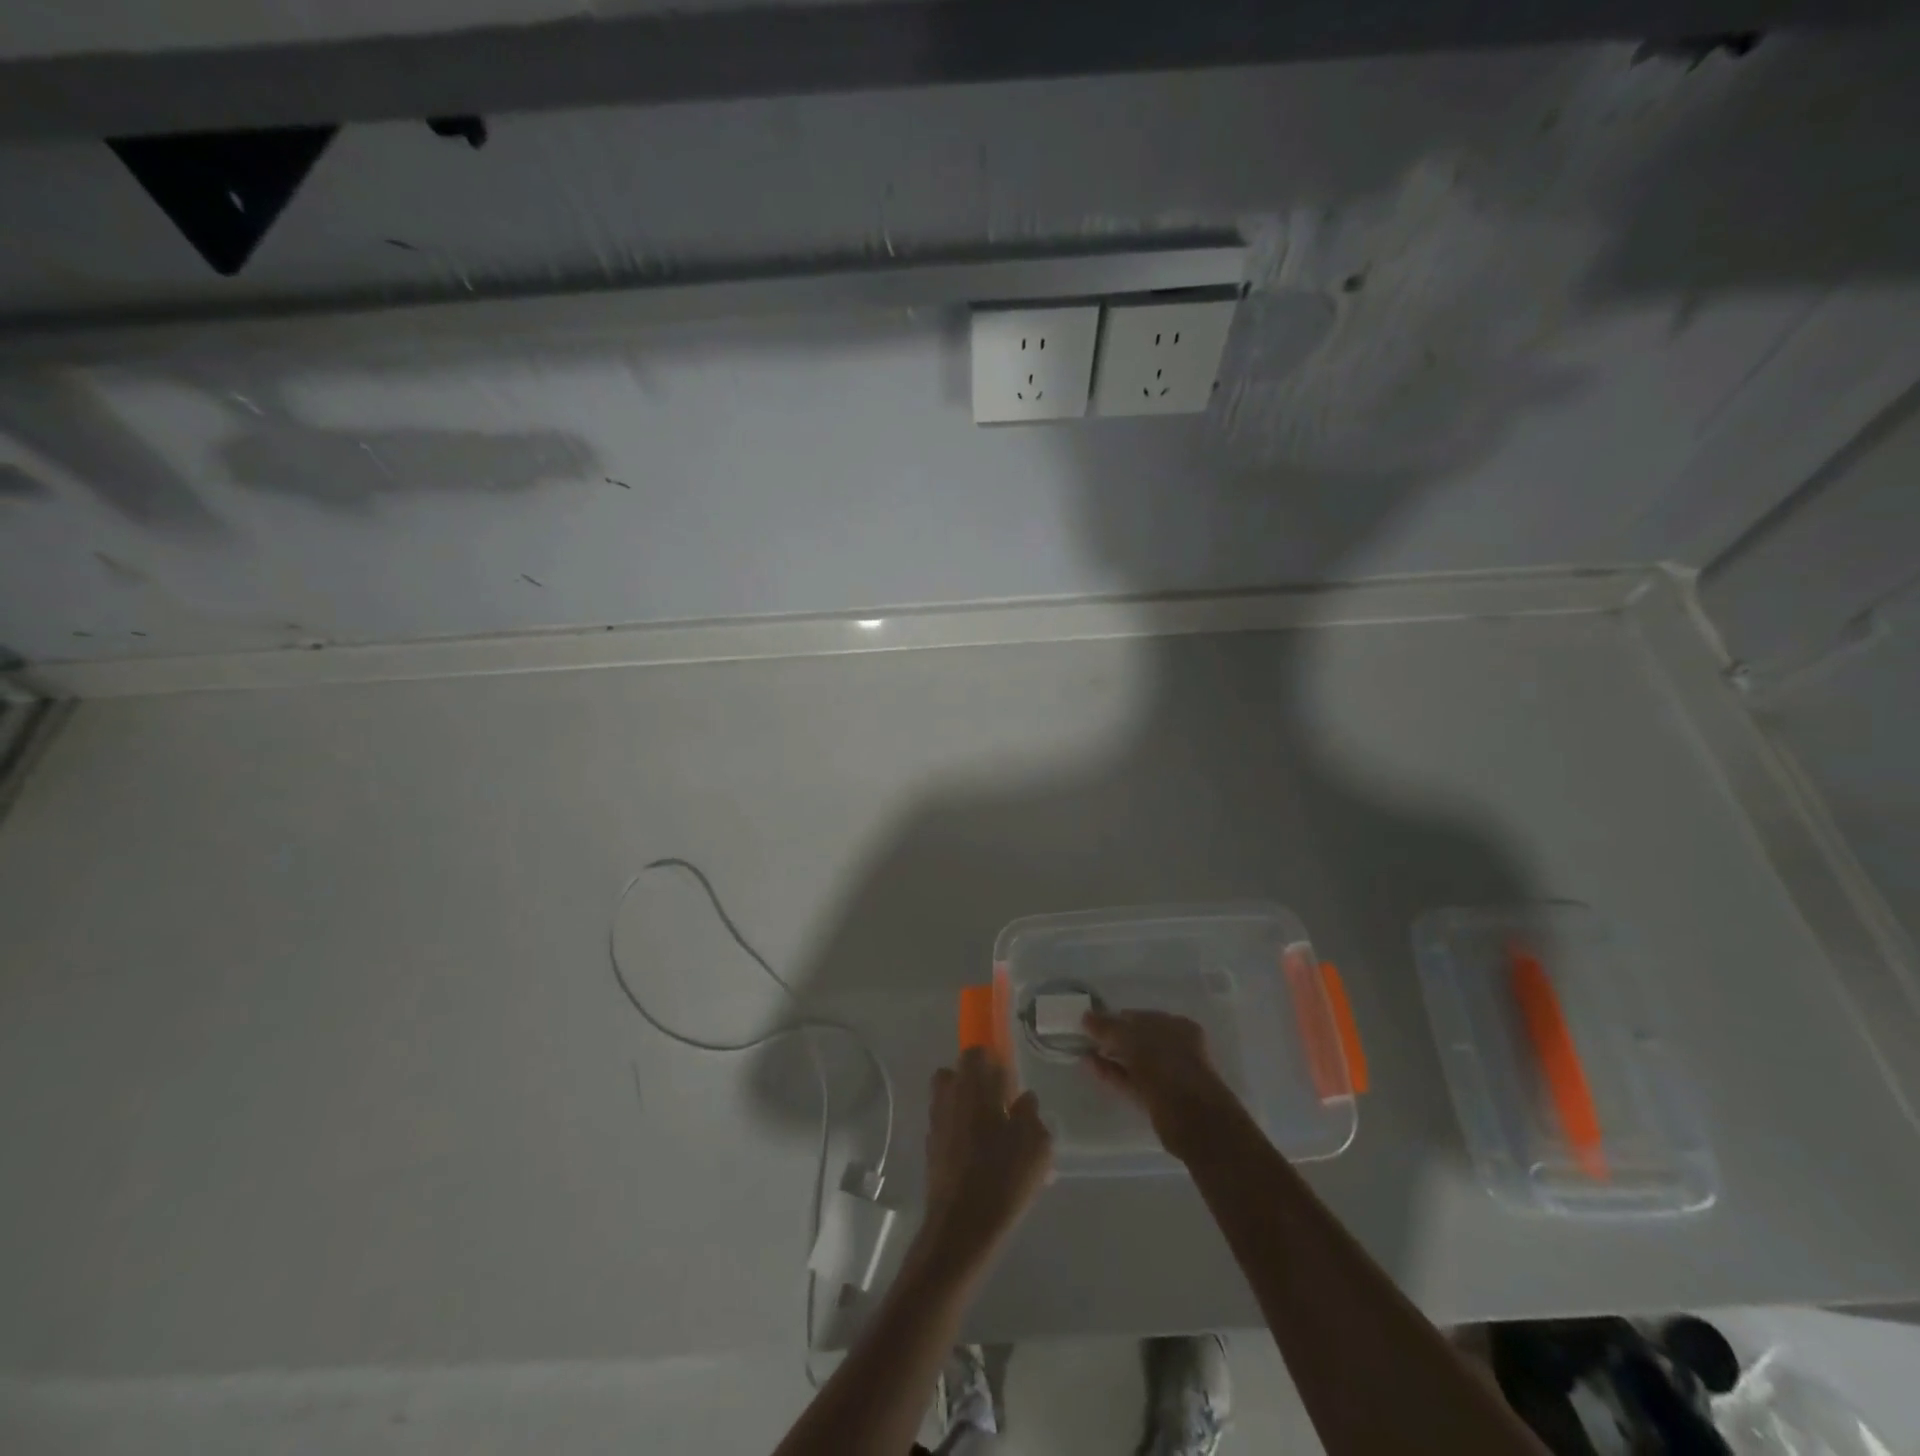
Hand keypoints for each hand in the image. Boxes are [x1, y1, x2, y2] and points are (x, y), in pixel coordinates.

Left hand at [919, 1049, 1052, 1275]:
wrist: (962, 1227)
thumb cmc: (1003, 1176)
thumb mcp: (1036, 1143)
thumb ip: (1031, 1113)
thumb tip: (1023, 1100)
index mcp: (972, 1087)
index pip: (974, 1052)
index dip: (991, 1060)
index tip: (1009, 1080)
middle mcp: (948, 1098)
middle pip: (956, 1075)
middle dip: (975, 1083)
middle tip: (1001, 1105)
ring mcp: (935, 1125)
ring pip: (950, 1102)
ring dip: (967, 1109)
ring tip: (995, 1137)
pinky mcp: (930, 1152)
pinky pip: (947, 1129)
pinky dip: (961, 1136)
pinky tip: (982, 1161)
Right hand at [1083, 1009, 1249, 1162]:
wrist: (1192, 1119)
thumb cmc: (1164, 1065)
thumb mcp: (1131, 1038)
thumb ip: (1107, 1026)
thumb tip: (1086, 1016)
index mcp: (1176, 1025)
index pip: (1139, 1016)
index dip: (1114, 1017)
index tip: (1090, 1022)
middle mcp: (1174, 1047)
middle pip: (1137, 1038)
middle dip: (1112, 1038)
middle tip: (1085, 1038)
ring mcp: (1167, 1074)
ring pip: (1133, 1060)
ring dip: (1110, 1055)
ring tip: (1083, 1051)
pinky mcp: (1157, 1097)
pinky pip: (1130, 1079)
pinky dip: (1111, 1072)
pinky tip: (1090, 1066)